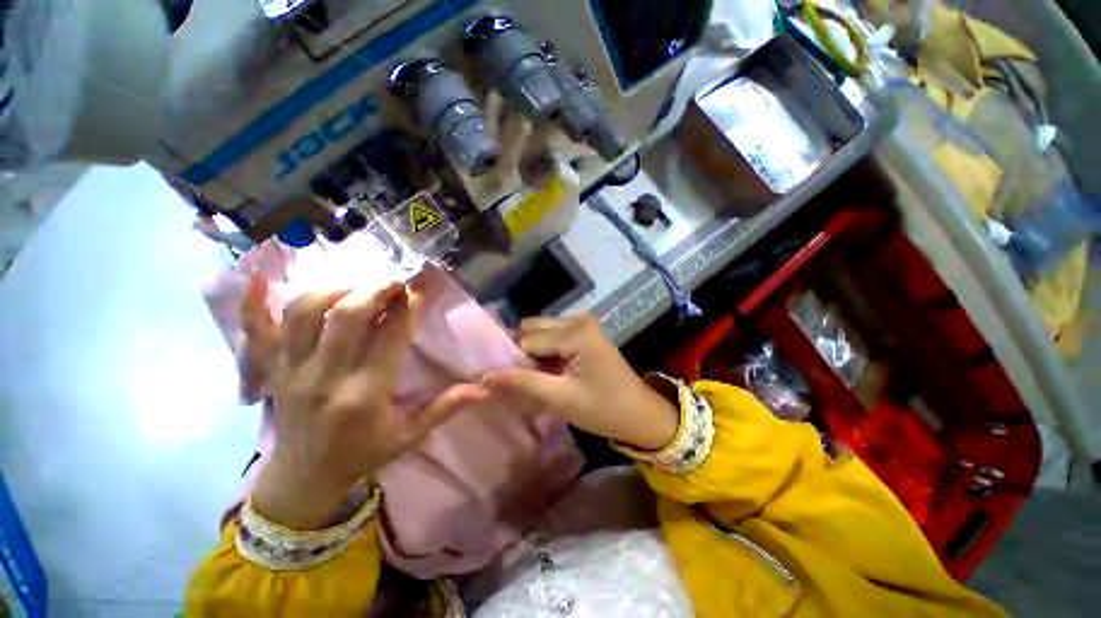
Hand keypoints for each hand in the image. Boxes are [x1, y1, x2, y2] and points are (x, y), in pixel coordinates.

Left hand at [250, 279, 485, 529]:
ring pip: (304, 314)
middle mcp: (325, 377)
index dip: (409, 306)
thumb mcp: (408, 437)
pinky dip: (253, 303)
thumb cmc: (362, 456)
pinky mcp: (270, 370)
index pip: (390, 338)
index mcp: (364, 396)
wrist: (301, 480)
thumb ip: (444, 409)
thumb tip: (481, 390)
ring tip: (360, 281)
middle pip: (346, 317)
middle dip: (375, 289)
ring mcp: (291, 371)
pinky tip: (259, 278)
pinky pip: (255, 332)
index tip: (421, 284)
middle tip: (396, 276)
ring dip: (335, 288)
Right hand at [482, 315, 678, 450]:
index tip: (504, 383)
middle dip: (521, 354)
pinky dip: (543, 353)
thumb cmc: (604, 409)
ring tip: (532, 378)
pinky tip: (544, 371)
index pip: (527, 340)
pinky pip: (552, 337)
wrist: (640, 414)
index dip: (512, 362)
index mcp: (575, 332)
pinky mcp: (583, 332)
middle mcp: (577, 319)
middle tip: (518, 380)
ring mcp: (582, 324)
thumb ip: (521, 383)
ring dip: (531, 354)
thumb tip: (482, 376)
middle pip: (532, 331)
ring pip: (540, 333)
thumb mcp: (560, 398)